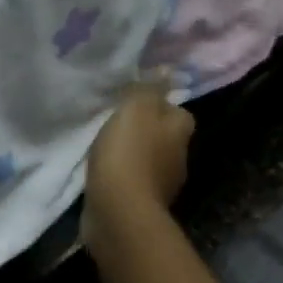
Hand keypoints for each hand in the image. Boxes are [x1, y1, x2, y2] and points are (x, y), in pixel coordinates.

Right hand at [81, 82, 194, 261]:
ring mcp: (161, 186)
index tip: (139, 101)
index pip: (180, 113)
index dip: (163, 105)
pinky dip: (121, 175)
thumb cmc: (129, 153)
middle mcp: (177, 159)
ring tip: (106, 144)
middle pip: (165, 137)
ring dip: (132, 153)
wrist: (119, 212)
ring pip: (149, 160)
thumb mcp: (136, 108)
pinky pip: (132, 181)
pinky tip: (102, 169)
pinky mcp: (140, 205)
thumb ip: (149, 89)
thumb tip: (166, 71)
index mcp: (179, 133)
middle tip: (119, 119)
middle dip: (147, 129)